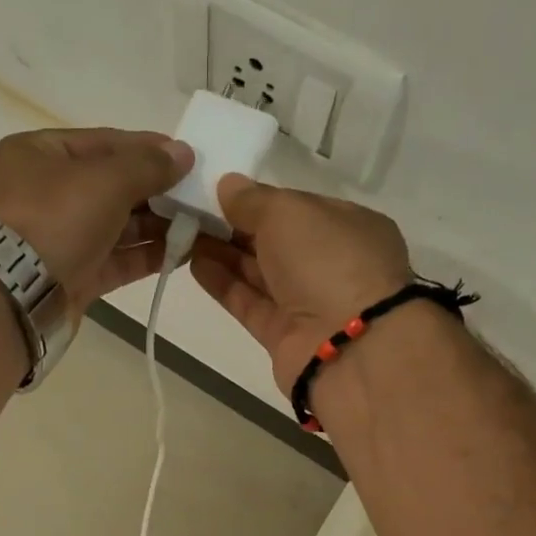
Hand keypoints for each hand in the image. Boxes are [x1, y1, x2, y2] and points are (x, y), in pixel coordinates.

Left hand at [0, 128, 193, 312]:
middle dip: (155, 190)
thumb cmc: (55, 219)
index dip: (146, 147)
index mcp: (37, 155)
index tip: (186, 157)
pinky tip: (180, 253)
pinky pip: (114, 260)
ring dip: (155, 225)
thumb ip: (148, 165)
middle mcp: (43, 194)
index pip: (102, 142)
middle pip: (109, 185)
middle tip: (197, 195)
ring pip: (114, 226)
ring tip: (197, 225)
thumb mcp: (106, 180)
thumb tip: (183, 153)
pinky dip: (144, 255)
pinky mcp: (70, 277)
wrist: (15, 295)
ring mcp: (56, 239)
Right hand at [189, 174, 412, 394]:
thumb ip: (253, 199)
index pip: (300, 208)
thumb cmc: (329, 263)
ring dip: (225, 254)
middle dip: (237, 228)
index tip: (221, 193)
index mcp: (350, 227)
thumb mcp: (289, 213)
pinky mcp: (285, 336)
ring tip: (185, 235)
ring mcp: (310, 304)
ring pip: (261, 274)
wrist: (348, 349)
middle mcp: (333, 265)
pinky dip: (225, 285)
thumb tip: (228, 186)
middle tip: (193, 213)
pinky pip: (251, 304)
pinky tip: (195, 265)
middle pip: (278, 242)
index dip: (261, 200)